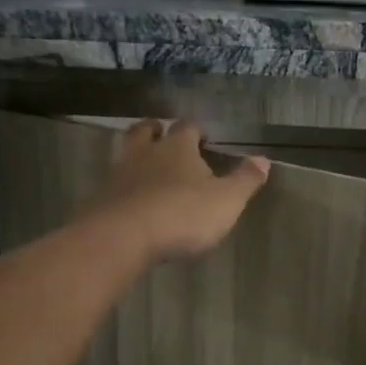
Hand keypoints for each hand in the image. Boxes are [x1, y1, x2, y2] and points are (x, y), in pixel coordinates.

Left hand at [87, 119, 268, 261]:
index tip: (204, 139)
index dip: (196, 131)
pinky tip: (131, 199)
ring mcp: (119, 174)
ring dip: (137, 156)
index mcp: (178, 147)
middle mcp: (145, 152)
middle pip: (147, 131)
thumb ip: (245, 180)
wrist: (123, 237)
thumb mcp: (226, 200)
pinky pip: (114, 184)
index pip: (187, 127)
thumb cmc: (182, 214)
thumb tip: (263, 160)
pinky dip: (123, 186)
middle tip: (164, 138)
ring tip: (147, 167)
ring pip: (126, 153)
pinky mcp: (101, 198)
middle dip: (156, 131)